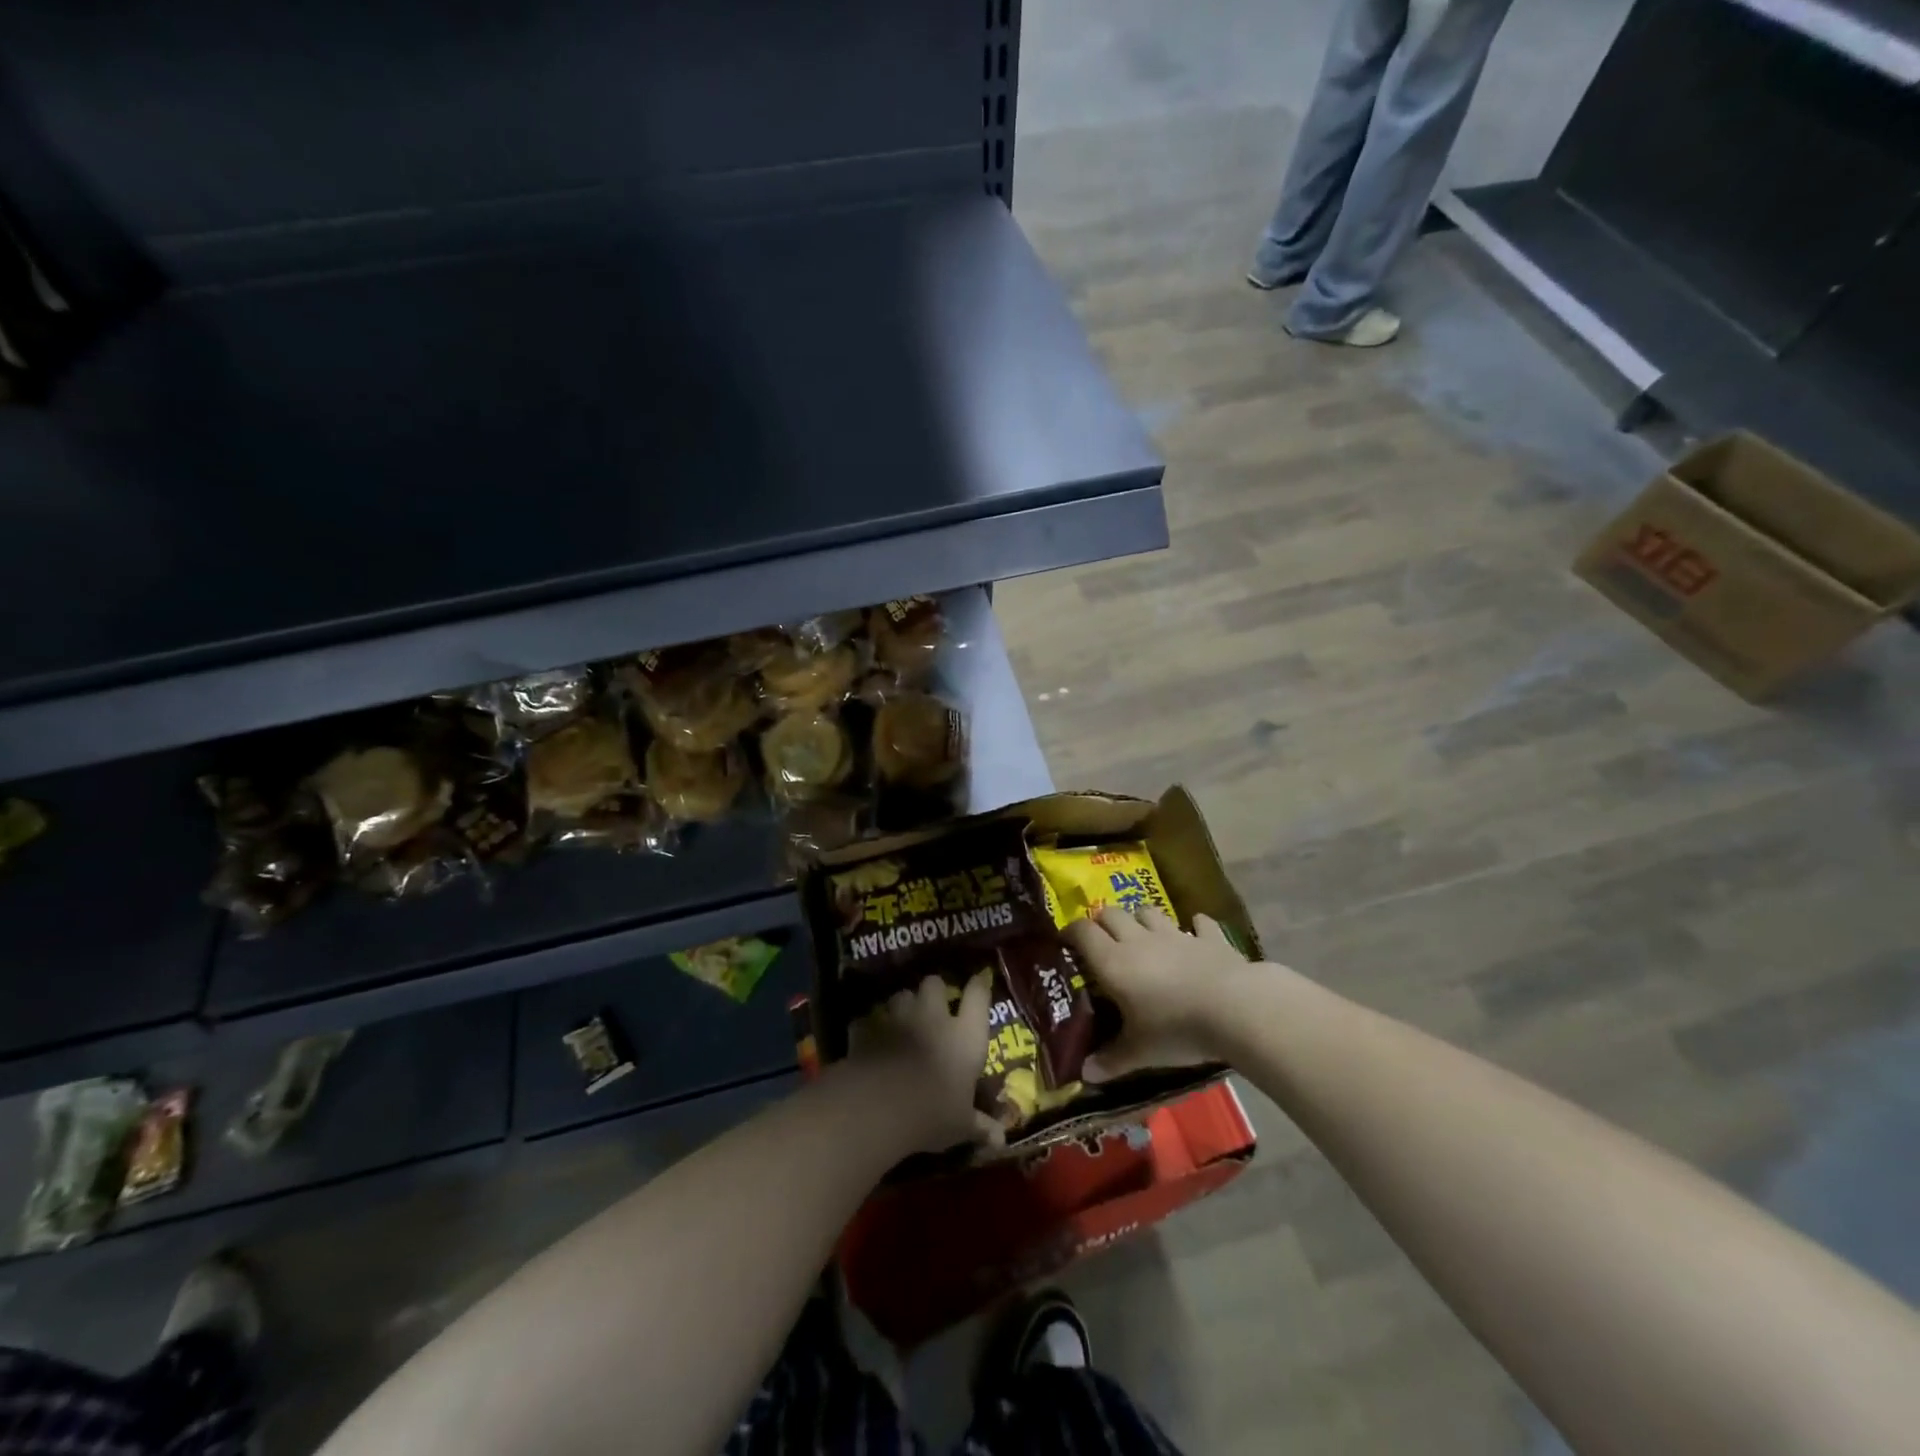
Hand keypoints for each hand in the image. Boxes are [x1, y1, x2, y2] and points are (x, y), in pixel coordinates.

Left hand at [847, 972, 995, 1153]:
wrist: (881, 1104)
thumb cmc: (933, 1112)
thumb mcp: (962, 1125)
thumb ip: (980, 1126)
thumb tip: (1001, 1141)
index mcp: (964, 1035)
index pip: (978, 995)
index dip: (979, 986)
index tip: (979, 982)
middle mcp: (933, 1016)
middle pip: (934, 983)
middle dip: (933, 991)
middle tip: (932, 1007)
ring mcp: (897, 1018)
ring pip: (901, 995)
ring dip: (902, 1006)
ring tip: (901, 1022)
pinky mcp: (867, 1028)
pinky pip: (868, 1020)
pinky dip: (869, 1027)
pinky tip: (869, 1040)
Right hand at [1064, 907, 1256, 1081]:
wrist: (1235, 1009)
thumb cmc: (1176, 1029)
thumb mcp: (1140, 1052)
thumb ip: (1112, 1060)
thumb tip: (1085, 1075)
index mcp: (1114, 961)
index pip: (1083, 932)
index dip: (1071, 932)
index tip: (1065, 942)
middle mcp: (1139, 940)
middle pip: (1112, 913)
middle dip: (1102, 922)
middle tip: (1101, 940)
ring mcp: (1176, 935)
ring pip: (1149, 912)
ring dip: (1141, 919)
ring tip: (1142, 934)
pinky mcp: (1210, 938)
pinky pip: (1199, 923)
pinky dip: (1195, 926)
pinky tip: (1196, 931)